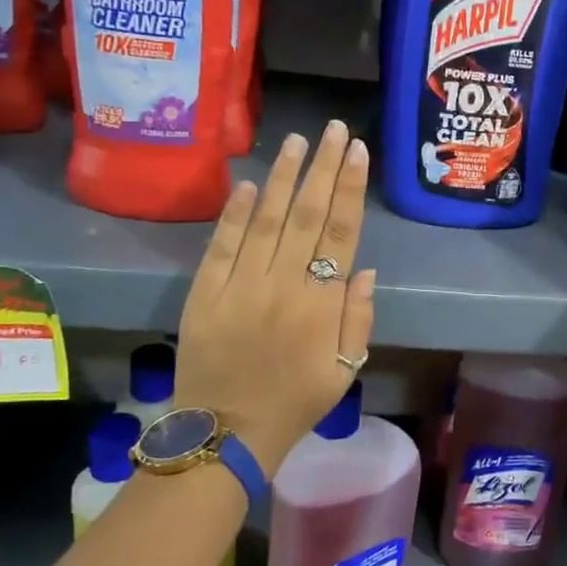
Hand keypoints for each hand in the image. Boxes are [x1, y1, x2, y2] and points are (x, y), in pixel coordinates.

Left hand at [173, 120, 376, 475]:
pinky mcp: (204, 294)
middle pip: (306, 215)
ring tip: (296, 141)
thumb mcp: (345, 369)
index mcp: (320, 304)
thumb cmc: (296, 403)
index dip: (349, 188)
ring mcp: (239, 286)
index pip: (340, 232)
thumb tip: (362, 267)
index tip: (356, 151)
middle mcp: (283, 285)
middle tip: (332, 130)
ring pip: (265, 220)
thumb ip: (358, 317)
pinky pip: (221, 245)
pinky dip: (234, 213)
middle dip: (322, 167)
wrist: (227, 435)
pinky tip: (247, 183)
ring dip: (282, 178)